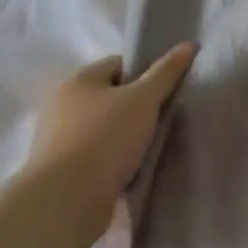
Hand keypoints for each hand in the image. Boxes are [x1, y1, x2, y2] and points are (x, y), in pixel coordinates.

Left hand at [30, 45, 197, 201]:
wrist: (65, 203)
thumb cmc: (104, 139)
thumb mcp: (143, 99)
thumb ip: (166, 72)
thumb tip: (189, 44)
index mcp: (77, 80)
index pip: (119, 64)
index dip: (146, 73)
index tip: (167, 91)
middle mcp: (62, 105)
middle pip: (111, 97)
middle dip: (138, 107)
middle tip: (164, 118)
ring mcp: (58, 140)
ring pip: (105, 128)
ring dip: (127, 136)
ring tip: (153, 146)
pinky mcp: (62, 172)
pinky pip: (97, 156)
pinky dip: (115, 160)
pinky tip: (134, 169)